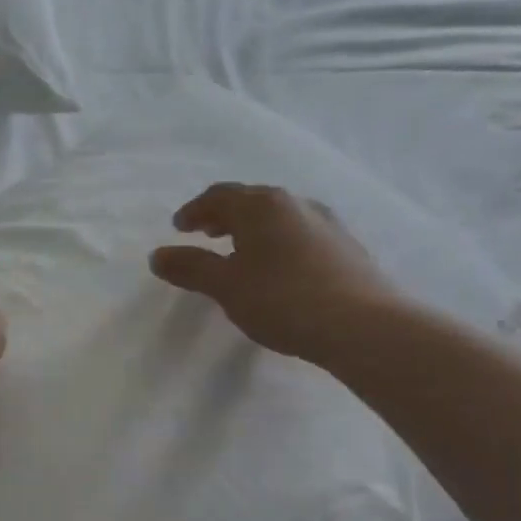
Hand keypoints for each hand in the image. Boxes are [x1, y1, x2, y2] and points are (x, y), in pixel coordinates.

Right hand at [149, 184, 400, 365]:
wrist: (362, 325)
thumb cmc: (282, 299)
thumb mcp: (226, 286)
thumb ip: (190, 268)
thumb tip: (157, 255)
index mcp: (261, 205)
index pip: (219, 196)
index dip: (194, 210)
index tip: (179, 228)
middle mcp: (295, 203)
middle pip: (250, 201)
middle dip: (223, 216)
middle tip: (206, 234)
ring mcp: (326, 223)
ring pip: (278, 217)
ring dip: (252, 230)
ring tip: (240, 252)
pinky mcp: (346, 247)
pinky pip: (300, 234)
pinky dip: (278, 243)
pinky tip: (279, 270)